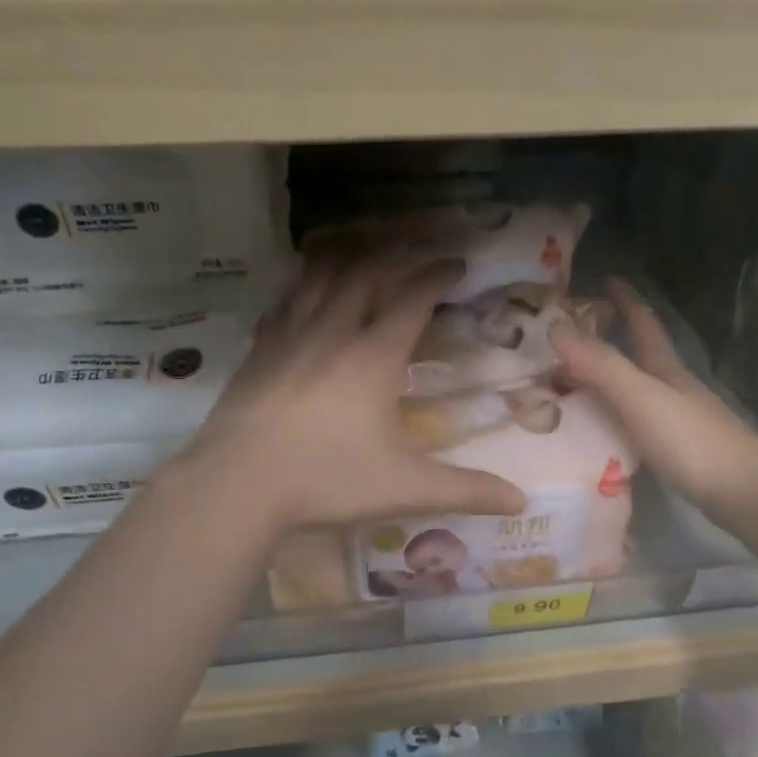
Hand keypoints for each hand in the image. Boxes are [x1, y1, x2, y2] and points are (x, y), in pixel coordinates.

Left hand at [183, 255, 527, 534]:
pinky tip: (301, 296)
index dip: (436, 275)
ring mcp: (288, 337)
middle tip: (410, 256)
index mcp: (373, 356)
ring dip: (344, 260)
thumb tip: (520, 501)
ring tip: (359, 255)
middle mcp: (332, 333)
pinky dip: (301, 288)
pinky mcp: (258, 351)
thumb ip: (465, 490)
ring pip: (318, 278)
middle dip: (393, 257)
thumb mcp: (405, 488)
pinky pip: (284, 303)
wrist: (237, 485)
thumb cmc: (326, 480)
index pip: (412, 298)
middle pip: (364, 274)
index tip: (455, 263)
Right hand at [551, 277, 757, 513]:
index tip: (608, 278)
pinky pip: (636, 422)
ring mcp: (679, 420)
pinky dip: (615, 416)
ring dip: (609, 381)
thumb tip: (554, 325)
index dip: (627, 300)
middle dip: (612, 340)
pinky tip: (601, 430)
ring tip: (574, 383)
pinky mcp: (678, 450)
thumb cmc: (691, 439)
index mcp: (665, 369)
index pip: (644, 324)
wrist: (744, 492)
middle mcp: (673, 388)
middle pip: (641, 356)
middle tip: (572, 337)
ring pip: (638, 390)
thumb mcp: (640, 396)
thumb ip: (600, 364)